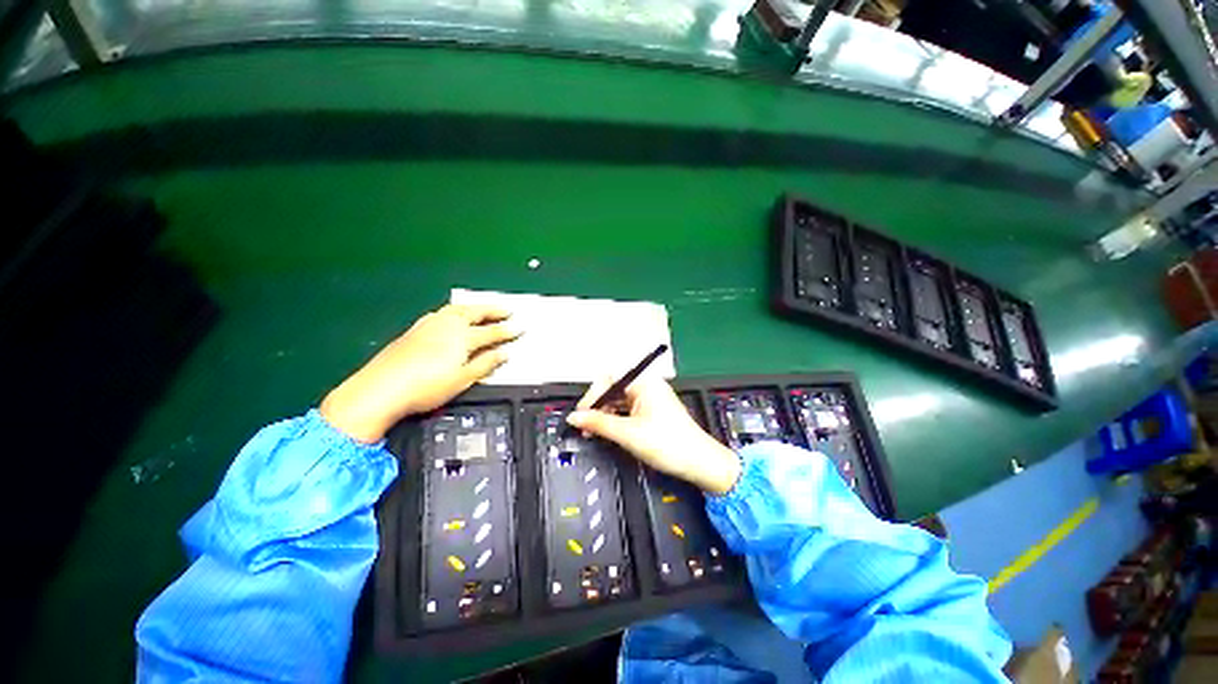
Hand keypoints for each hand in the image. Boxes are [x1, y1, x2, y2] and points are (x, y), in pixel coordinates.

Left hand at [320, 304, 519, 442]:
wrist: (380, 389)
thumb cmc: (426, 387)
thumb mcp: (462, 379)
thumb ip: (485, 364)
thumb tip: (504, 354)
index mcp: (462, 338)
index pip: (491, 332)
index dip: (507, 331)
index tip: (520, 328)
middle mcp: (447, 326)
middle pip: (474, 313)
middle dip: (493, 310)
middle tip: (507, 310)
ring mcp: (429, 325)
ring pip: (456, 309)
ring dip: (474, 307)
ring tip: (483, 309)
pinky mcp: (415, 329)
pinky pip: (442, 313)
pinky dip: (454, 311)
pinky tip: (452, 316)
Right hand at [566, 376, 740, 493]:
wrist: (699, 463)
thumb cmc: (668, 444)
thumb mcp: (628, 433)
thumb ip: (598, 423)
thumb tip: (574, 417)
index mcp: (644, 383)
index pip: (609, 379)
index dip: (592, 395)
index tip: (581, 414)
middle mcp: (647, 386)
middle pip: (613, 389)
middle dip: (597, 406)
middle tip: (585, 425)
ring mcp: (651, 399)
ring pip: (619, 400)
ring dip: (605, 414)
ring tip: (594, 431)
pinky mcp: (653, 411)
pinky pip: (628, 410)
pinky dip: (616, 419)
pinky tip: (608, 431)